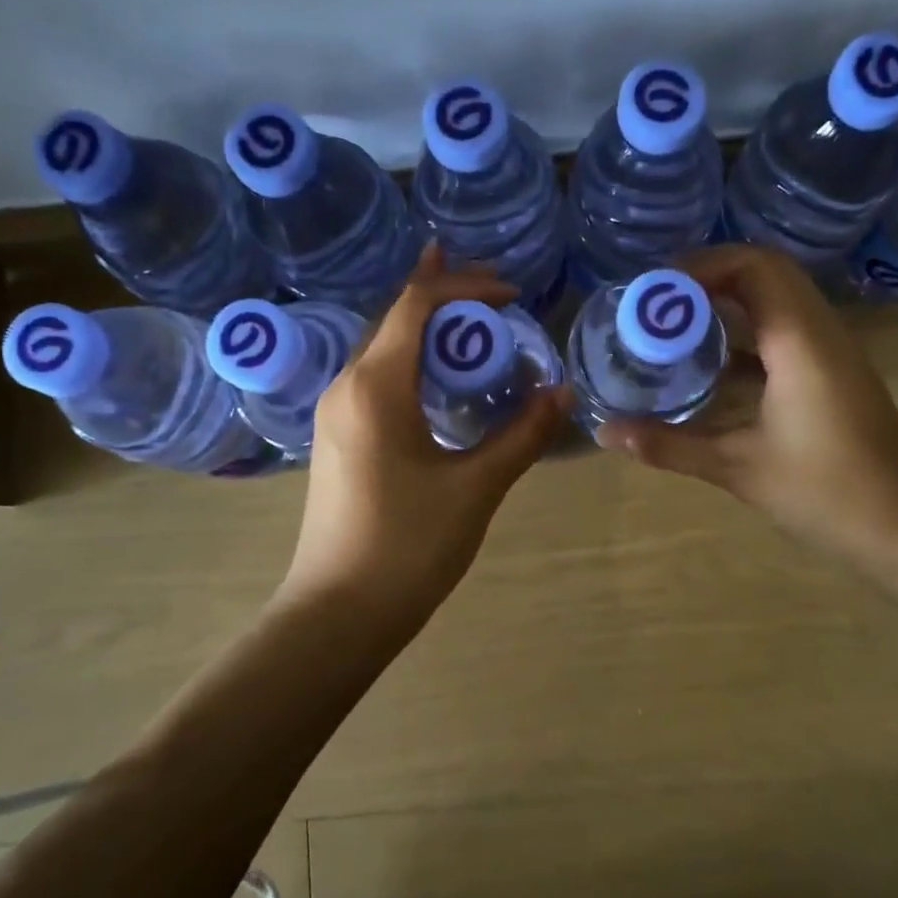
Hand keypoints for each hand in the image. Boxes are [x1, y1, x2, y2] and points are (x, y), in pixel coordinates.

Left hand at [278, 245, 568, 627]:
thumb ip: (521, 435)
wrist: (338, 613)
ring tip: (469, 317)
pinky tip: (437, 378)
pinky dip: (411, 361)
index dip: (465, 285)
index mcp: (375, 386)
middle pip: (393, 318)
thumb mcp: (476, 488)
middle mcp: (346, 386)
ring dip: (425, 328)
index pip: (416, 305)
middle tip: (494, 289)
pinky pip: (376, 379)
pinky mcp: (338, 439)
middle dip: (442, 294)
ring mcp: (335, 414)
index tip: (513, 292)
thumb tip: (562, 393)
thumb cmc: (408, 547)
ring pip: (382, 348)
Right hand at [595, 244, 897, 569]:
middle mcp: (821, 332)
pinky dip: (746, 331)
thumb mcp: (738, 468)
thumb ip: (669, 445)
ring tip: (675, 324)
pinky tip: (710, 364)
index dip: (700, 267)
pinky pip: (786, 329)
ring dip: (728, 301)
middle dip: (708, 277)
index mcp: (800, 342)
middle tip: (658, 304)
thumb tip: (606, 433)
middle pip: (766, 272)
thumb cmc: (824, 493)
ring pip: (779, 298)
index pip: (754, 267)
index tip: (654, 292)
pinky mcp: (833, 373)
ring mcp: (832, 351)